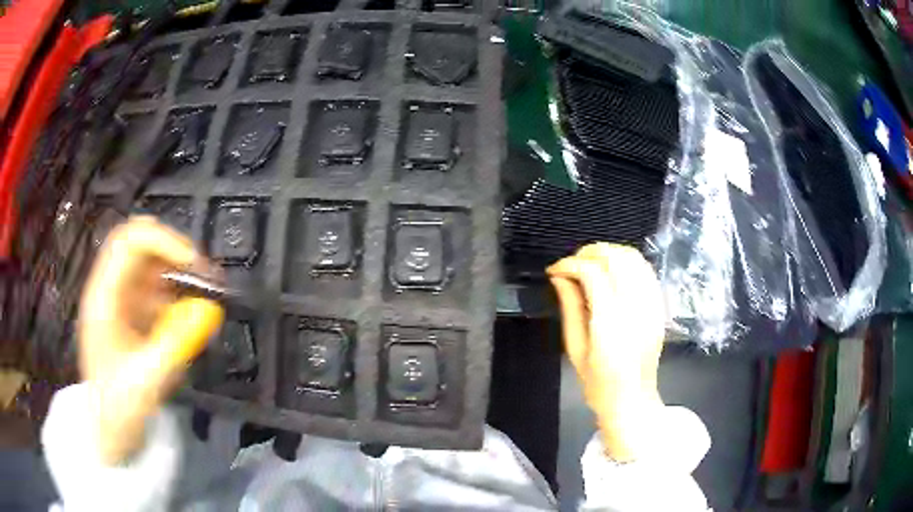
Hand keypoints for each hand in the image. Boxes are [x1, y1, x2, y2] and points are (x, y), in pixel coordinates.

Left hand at [79, 216, 223, 464]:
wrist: (110, 427)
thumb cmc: (120, 406)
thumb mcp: (148, 380)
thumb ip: (176, 344)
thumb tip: (210, 310)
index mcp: (103, 298)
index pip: (130, 242)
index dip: (163, 241)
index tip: (193, 263)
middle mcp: (110, 289)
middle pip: (139, 242)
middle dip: (172, 250)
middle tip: (201, 273)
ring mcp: (120, 298)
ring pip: (149, 261)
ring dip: (176, 270)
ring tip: (202, 292)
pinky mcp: (131, 310)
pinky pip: (155, 286)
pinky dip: (175, 291)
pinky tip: (188, 312)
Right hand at [547, 243, 664, 461]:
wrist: (632, 400)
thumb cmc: (598, 384)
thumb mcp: (575, 349)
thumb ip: (569, 307)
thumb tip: (559, 277)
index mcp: (610, 324)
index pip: (592, 273)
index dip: (570, 264)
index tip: (555, 270)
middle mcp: (635, 309)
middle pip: (616, 258)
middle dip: (590, 252)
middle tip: (572, 264)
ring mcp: (652, 306)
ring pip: (634, 258)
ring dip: (609, 253)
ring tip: (590, 264)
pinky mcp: (659, 307)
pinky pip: (646, 270)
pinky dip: (628, 262)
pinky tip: (613, 272)